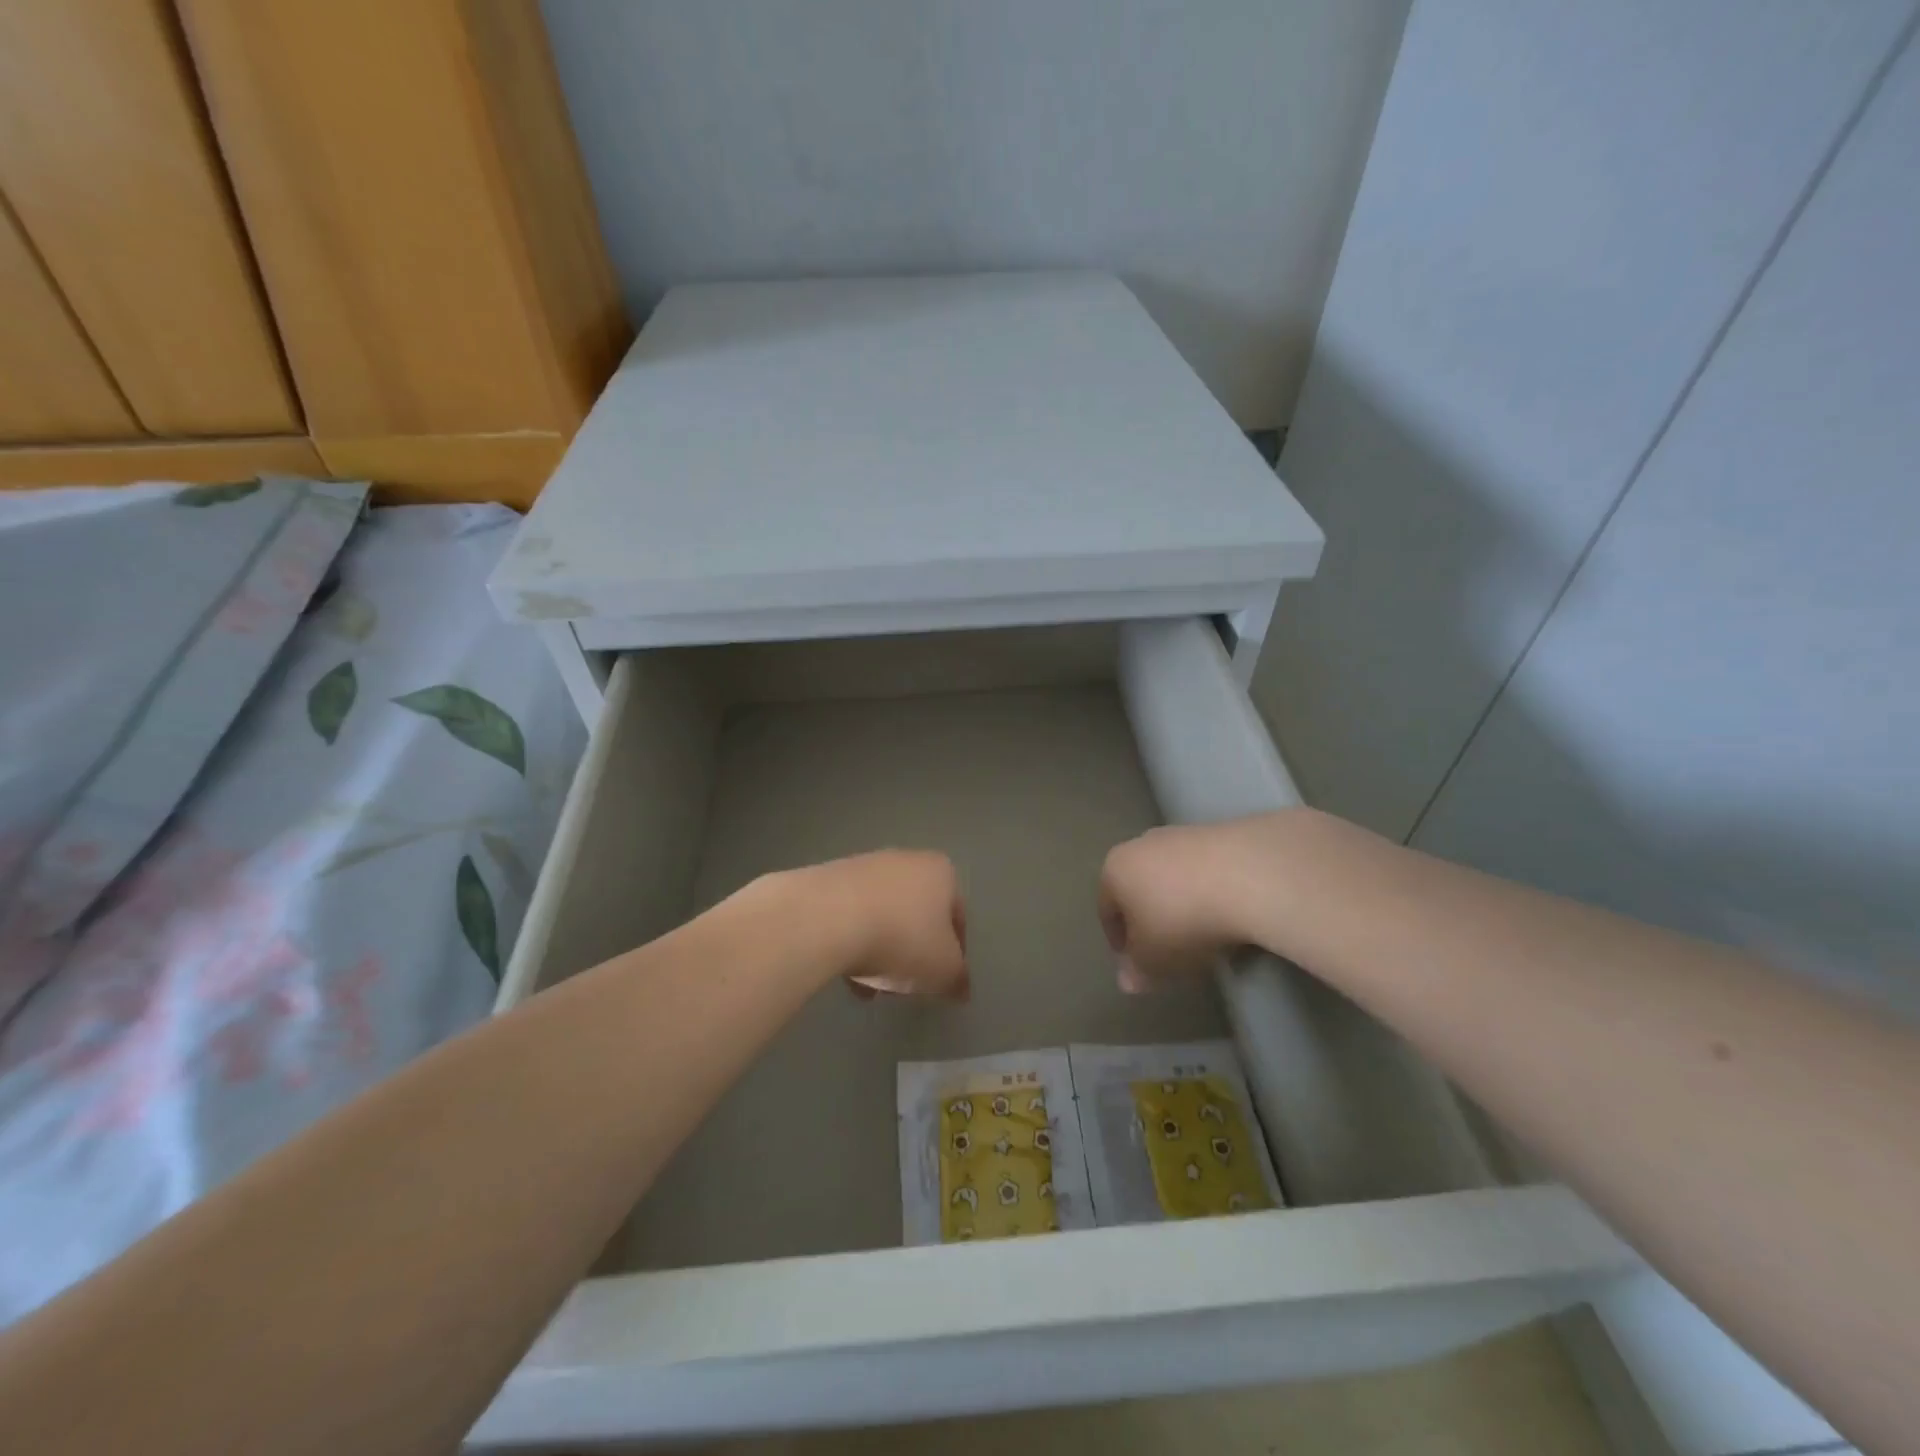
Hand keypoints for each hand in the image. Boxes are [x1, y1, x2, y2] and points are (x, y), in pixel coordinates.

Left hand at [807, 850, 969, 998]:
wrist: (829, 917)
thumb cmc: (902, 937)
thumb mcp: (944, 969)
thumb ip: (957, 979)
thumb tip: (960, 988)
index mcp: (941, 872)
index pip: (957, 916)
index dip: (954, 953)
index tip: (941, 980)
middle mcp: (906, 860)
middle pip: (917, 914)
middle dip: (913, 952)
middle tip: (906, 984)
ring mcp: (865, 867)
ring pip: (883, 917)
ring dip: (881, 951)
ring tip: (870, 987)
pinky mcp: (831, 880)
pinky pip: (851, 916)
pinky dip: (853, 943)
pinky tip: (845, 974)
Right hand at [1099, 822, 1260, 991]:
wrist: (1249, 876)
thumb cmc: (1183, 920)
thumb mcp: (1154, 960)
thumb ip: (1137, 972)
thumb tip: (1128, 980)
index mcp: (1115, 869)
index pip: (1107, 909)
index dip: (1119, 942)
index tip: (1137, 965)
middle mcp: (1142, 844)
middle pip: (1140, 888)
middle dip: (1151, 918)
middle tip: (1169, 950)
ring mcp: (1183, 835)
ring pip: (1174, 877)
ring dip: (1183, 904)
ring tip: (1205, 935)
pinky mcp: (1222, 834)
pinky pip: (1208, 871)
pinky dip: (1212, 892)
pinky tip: (1230, 915)